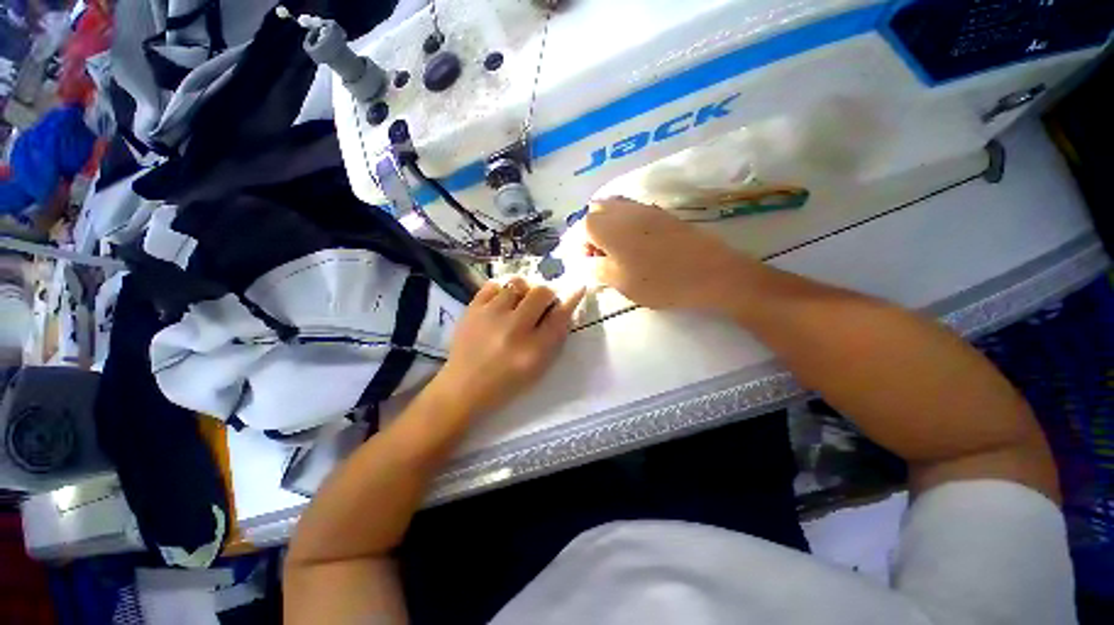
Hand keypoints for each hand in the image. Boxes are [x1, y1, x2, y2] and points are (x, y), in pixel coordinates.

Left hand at [434, 277, 585, 415]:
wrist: (463, 387)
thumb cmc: (506, 382)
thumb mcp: (539, 367)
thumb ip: (555, 338)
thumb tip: (565, 307)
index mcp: (534, 350)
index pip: (560, 315)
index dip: (571, 299)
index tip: (578, 288)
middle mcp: (514, 329)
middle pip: (541, 293)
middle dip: (548, 294)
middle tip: (543, 302)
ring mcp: (490, 316)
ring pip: (518, 283)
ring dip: (525, 290)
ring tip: (520, 302)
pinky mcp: (472, 309)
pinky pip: (494, 284)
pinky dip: (503, 290)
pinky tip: (502, 302)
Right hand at [583, 197, 753, 309]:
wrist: (709, 272)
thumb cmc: (659, 281)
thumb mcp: (619, 282)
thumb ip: (597, 268)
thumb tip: (588, 261)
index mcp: (608, 226)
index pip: (582, 226)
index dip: (582, 245)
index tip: (591, 262)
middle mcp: (623, 210)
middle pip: (597, 210)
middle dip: (593, 230)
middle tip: (602, 254)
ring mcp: (645, 208)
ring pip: (615, 207)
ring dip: (609, 225)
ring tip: (618, 250)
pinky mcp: (662, 213)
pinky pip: (634, 211)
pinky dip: (626, 223)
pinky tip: (637, 245)